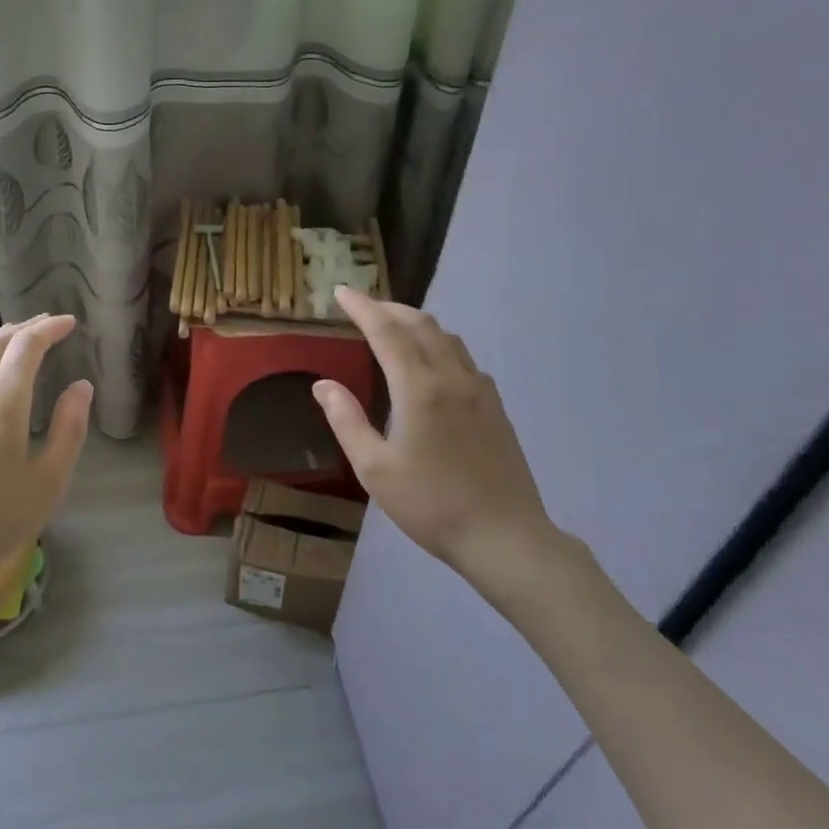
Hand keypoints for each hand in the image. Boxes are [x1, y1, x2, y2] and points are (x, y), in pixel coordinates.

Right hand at [313, 286, 567, 606]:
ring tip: (393, 327)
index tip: (341, 291)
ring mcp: (480, 391)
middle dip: (389, 308)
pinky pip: (465, 358)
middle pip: (421, 324)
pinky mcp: (496, 407)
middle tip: (363, 306)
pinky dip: (440, 345)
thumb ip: (346, 421)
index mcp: (419, 389)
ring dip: (417, 323)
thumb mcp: (375, 469)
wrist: (505, 537)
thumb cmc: (431, 505)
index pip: (386, 331)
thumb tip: (323, 385)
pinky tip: (432, 364)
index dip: (362, 307)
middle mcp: (452, 378)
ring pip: (448, 338)